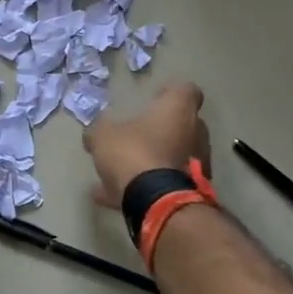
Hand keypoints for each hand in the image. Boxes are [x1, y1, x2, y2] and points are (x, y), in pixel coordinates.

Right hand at [82, 82, 210, 207]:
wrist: (156, 202)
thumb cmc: (133, 153)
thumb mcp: (103, 136)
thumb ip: (99, 130)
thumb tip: (94, 133)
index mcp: (178, 110)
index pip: (187, 90)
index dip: (170, 93)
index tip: (155, 98)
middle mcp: (195, 133)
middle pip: (184, 124)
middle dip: (164, 128)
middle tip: (140, 133)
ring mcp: (198, 164)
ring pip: (177, 155)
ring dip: (158, 158)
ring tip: (124, 169)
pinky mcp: (193, 190)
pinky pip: (168, 182)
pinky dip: (148, 186)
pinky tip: (115, 195)